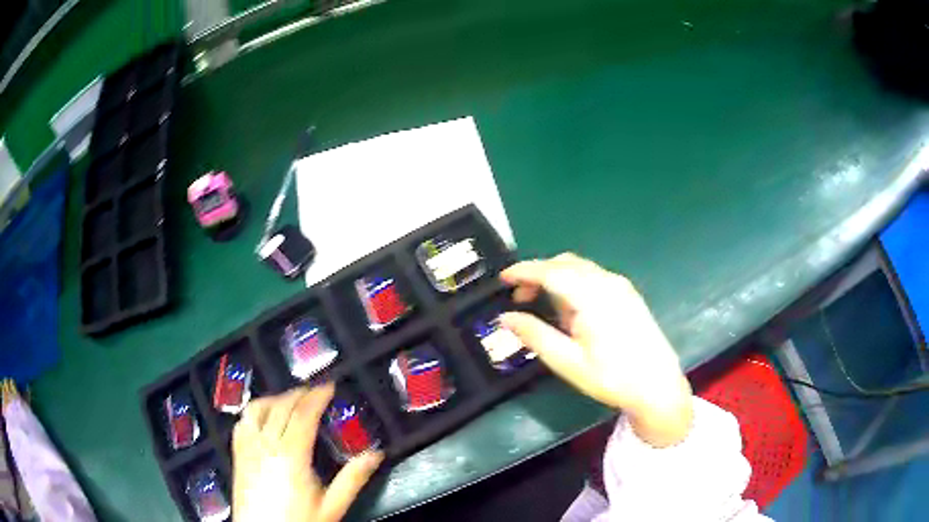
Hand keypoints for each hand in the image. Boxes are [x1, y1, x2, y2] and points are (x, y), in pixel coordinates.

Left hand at [232, 384, 383, 521]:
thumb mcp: (332, 506)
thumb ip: (353, 479)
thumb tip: (375, 454)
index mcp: (291, 455)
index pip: (303, 414)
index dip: (317, 396)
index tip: (329, 386)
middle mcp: (265, 444)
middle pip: (281, 406)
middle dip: (299, 393)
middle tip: (315, 390)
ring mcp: (248, 447)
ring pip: (257, 409)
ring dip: (275, 398)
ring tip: (290, 400)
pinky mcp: (237, 454)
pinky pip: (242, 422)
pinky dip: (255, 411)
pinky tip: (263, 417)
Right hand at [500, 253, 692, 446]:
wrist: (657, 386)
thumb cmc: (611, 377)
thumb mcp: (567, 361)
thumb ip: (534, 335)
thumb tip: (505, 318)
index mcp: (591, 296)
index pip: (550, 271)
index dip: (523, 271)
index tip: (502, 279)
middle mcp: (607, 281)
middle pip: (564, 263)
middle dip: (538, 274)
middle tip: (519, 298)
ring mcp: (620, 285)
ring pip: (579, 268)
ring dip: (555, 277)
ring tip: (542, 306)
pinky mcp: (628, 293)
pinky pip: (593, 276)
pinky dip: (573, 282)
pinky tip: (571, 309)